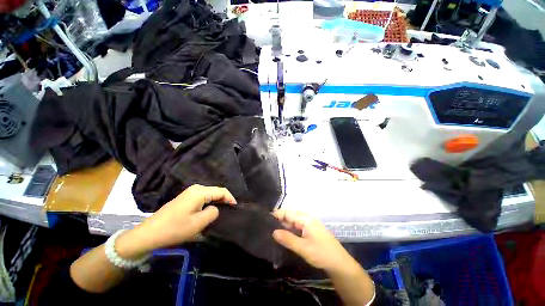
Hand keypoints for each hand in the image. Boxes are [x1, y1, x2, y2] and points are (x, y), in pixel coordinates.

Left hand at [116, 185, 235, 258]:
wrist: (149, 233)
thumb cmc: (175, 228)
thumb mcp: (199, 223)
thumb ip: (213, 212)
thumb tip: (215, 209)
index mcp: (200, 192)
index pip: (221, 191)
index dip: (230, 198)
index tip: (236, 207)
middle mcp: (196, 188)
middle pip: (216, 191)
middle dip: (224, 199)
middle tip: (230, 209)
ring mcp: (189, 193)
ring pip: (209, 194)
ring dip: (217, 201)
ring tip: (223, 210)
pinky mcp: (185, 198)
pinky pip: (203, 197)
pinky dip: (209, 202)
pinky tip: (210, 210)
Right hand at [272, 210, 352, 272]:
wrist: (338, 262)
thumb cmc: (321, 253)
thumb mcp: (303, 248)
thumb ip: (287, 239)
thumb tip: (273, 232)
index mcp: (304, 218)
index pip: (286, 212)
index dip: (276, 215)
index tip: (264, 220)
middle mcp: (306, 217)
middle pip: (289, 215)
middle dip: (278, 221)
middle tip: (266, 229)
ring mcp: (308, 222)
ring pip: (292, 221)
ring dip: (283, 226)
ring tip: (272, 232)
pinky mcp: (309, 228)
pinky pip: (296, 226)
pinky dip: (289, 230)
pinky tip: (283, 236)